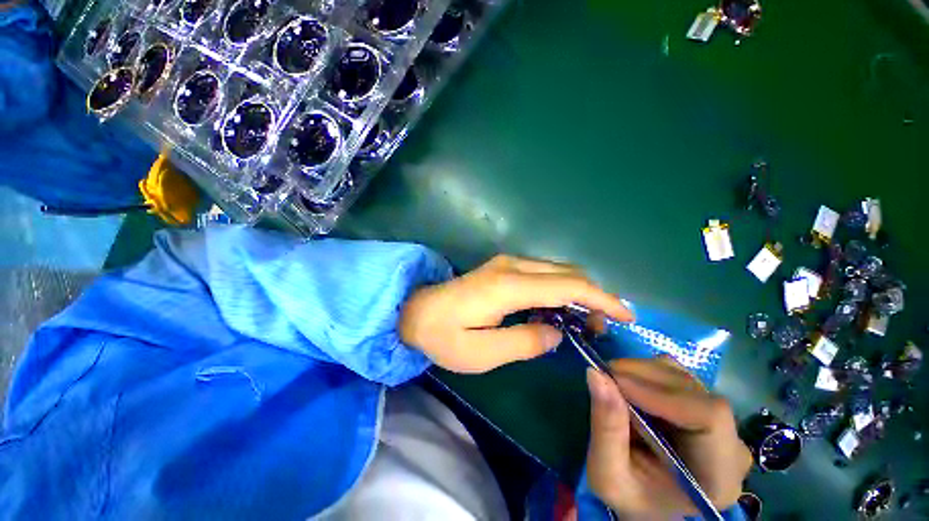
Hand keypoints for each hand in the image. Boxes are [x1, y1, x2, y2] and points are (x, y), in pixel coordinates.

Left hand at [399, 254, 632, 372]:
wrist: (415, 310)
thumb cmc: (443, 335)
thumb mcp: (481, 353)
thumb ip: (524, 343)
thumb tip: (557, 333)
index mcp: (509, 286)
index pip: (568, 285)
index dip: (602, 299)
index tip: (627, 316)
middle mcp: (512, 266)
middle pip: (567, 273)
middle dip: (592, 297)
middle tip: (598, 329)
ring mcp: (507, 263)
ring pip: (556, 270)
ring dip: (576, 292)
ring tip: (581, 322)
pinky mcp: (503, 267)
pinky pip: (542, 273)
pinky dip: (559, 289)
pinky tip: (556, 310)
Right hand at [586, 357, 751, 517]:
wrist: (648, 505)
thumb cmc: (630, 498)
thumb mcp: (608, 475)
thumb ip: (606, 428)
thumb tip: (596, 373)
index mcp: (718, 476)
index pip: (709, 417)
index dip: (661, 392)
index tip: (615, 381)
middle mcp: (730, 445)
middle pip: (693, 391)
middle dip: (642, 376)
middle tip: (604, 376)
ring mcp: (720, 423)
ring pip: (682, 376)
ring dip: (640, 372)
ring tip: (613, 386)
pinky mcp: (702, 406)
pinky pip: (675, 374)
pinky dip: (645, 373)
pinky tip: (629, 388)